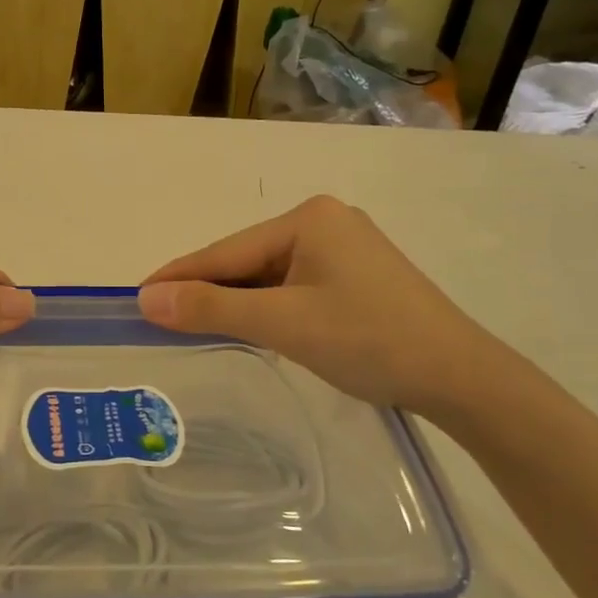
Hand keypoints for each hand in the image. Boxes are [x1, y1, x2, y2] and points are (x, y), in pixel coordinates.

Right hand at [137, 195, 500, 416]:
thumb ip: (212, 308)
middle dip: (206, 290)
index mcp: (307, 218)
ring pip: (268, 275)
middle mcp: (324, 222)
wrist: (462, 378)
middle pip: (246, 260)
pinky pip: (292, 286)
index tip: (135, 296)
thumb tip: (145, 297)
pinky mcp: (355, 276)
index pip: (225, 250)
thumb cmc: (369, 341)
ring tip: (193, 325)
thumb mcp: (282, 324)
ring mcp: (343, 248)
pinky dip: (265, 307)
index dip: (178, 276)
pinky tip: (249, 325)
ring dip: (235, 301)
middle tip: (160, 318)